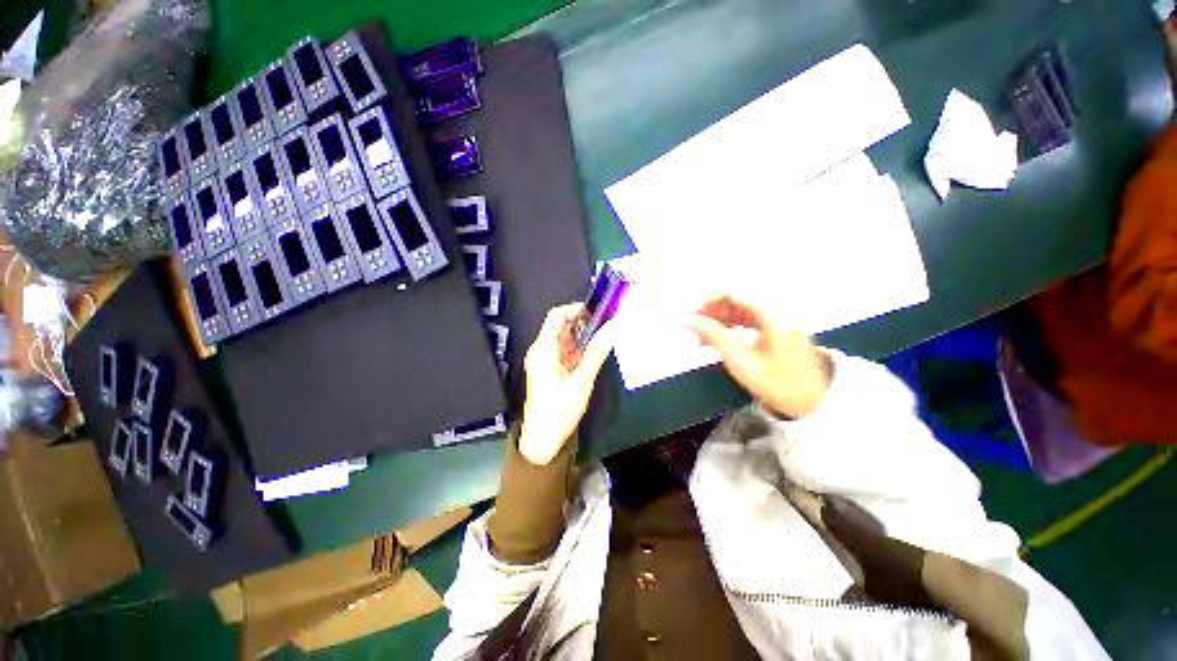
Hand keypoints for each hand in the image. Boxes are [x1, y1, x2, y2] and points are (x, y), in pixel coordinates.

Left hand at [518, 304, 616, 464]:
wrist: (542, 440)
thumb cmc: (559, 410)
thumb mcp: (582, 380)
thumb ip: (597, 352)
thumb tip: (612, 328)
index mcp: (543, 349)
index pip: (557, 316)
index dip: (576, 309)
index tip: (597, 311)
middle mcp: (540, 351)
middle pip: (560, 326)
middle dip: (582, 323)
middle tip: (605, 325)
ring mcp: (543, 361)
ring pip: (563, 339)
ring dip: (581, 337)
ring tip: (602, 338)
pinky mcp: (548, 370)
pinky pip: (562, 352)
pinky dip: (577, 350)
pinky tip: (592, 354)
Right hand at [690, 295, 831, 418]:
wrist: (813, 402)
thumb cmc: (777, 383)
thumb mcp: (741, 361)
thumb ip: (714, 336)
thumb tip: (690, 320)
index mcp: (772, 312)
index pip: (733, 291)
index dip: (708, 299)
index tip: (690, 313)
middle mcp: (777, 307)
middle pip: (736, 296)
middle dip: (711, 308)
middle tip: (693, 325)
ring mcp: (777, 315)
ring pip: (739, 306)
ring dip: (718, 317)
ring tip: (700, 335)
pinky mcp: (775, 325)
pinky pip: (746, 316)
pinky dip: (729, 324)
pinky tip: (715, 338)